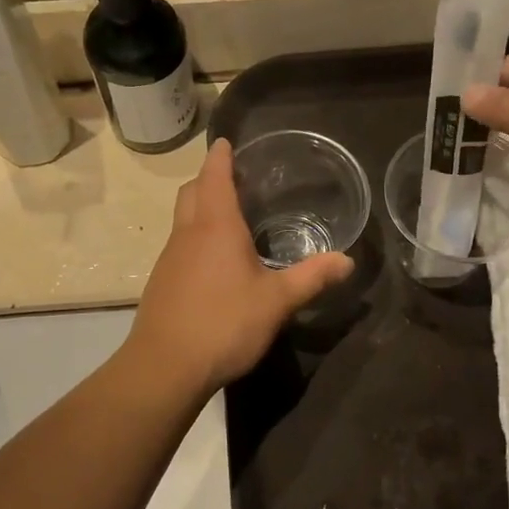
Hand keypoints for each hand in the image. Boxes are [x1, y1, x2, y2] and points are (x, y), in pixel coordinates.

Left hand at [126, 139, 353, 390]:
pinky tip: (213, 262)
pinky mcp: (162, 282)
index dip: (220, 156)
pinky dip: (194, 236)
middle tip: (233, 179)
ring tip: (227, 217)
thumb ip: (311, 278)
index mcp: (216, 226)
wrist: (165, 367)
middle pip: (192, 191)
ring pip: (182, 218)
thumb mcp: (276, 302)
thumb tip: (347, 260)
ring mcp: (169, 258)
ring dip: (199, 207)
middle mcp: (187, 233)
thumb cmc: (224, 324)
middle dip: (208, 178)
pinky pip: (179, 244)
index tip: (225, 142)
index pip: (214, 176)